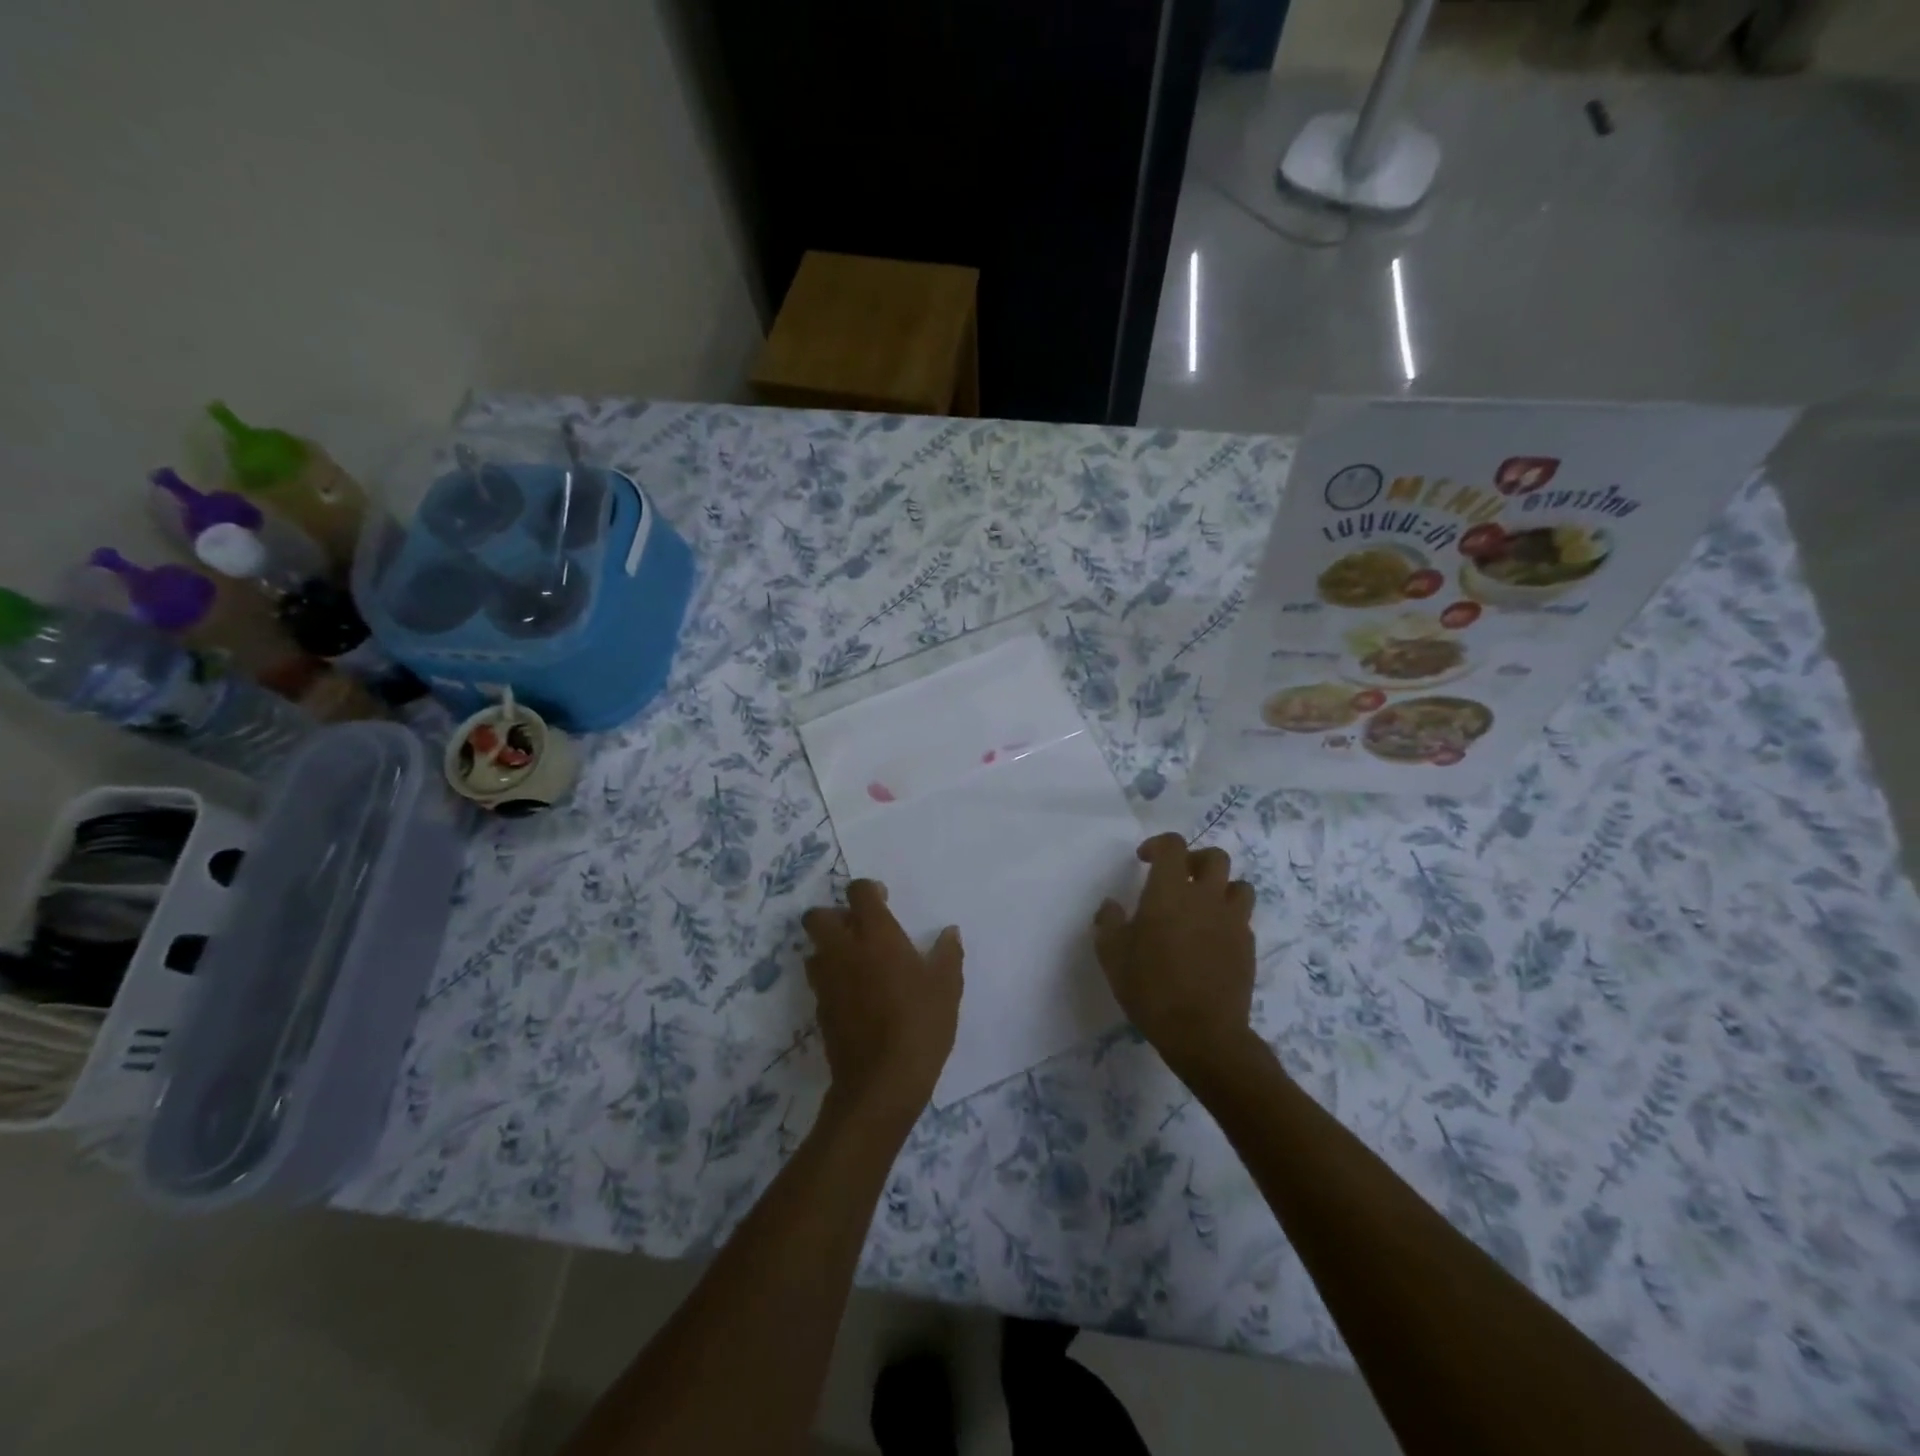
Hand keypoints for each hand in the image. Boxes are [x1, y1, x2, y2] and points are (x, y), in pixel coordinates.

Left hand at [802, 880, 962, 1128]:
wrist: (882, 1082)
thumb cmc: (920, 1024)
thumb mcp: (947, 987)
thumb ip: (947, 954)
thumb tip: (950, 932)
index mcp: (875, 935)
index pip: (858, 892)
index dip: (868, 890)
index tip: (884, 900)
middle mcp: (843, 950)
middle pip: (817, 916)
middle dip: (834, 915)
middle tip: (861, 929)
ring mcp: (827, 981)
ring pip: (813, 949)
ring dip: (829, 947)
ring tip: (857, 962)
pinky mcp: (820, 1009)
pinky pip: (819, 981)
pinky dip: (832, 978)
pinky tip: (856, 995)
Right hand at [1093, 834, 1257, 1076]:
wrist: (1202, 1032)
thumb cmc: (1150, 988)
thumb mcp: (1112, 955)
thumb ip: (1108, 923)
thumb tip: (1111, 906)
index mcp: (1170, 891)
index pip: (1174, 846)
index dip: (1159, 845)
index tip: (1144, 860)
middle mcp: (1206, 897)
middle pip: (1215, 857)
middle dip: (1195, 860)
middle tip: (1178, 878)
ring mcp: (1232, 921)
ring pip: (1239, 885)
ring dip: (1221, 888)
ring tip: (1203, 906)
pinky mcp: (1248, 946)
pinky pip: (1242, 919)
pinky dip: (1228, 919)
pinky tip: (1212, 940)